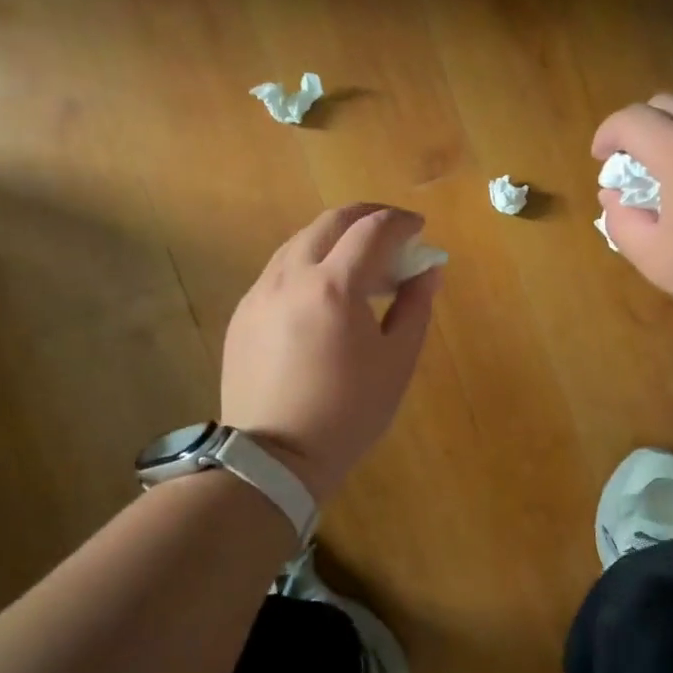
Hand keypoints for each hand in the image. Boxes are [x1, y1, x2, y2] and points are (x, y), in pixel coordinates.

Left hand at [222, 204, 441, 502]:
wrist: (274, 458)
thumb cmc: (348, 413)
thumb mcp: (396, 362)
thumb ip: (416, 306)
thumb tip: (428, 269)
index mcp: (334, 286)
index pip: (372, 230)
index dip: (401, 222)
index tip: (420, 228)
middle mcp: (291, 276)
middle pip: (330, 222)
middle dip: (366, 215)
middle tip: (392, 230)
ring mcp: (260, 292)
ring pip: (300, 241)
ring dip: (335, 238)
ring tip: (360, 262)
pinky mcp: (243, 313)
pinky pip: (279, 269)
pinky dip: (308, 263)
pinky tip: (323, 291)